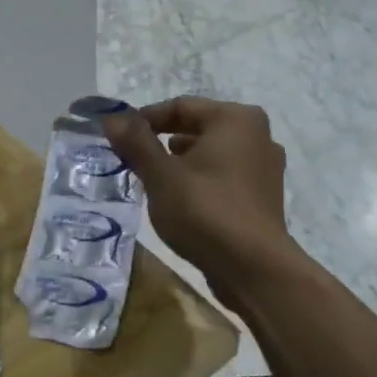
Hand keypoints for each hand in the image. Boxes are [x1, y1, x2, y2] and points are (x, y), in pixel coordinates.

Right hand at [101, 98, 291, 305]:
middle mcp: (257, 134)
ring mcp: (265, 167)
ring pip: (211, 153)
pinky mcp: (263, 196)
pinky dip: (200, 179)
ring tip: (152, 180)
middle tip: (132, 160)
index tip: (118, 138)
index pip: (180, 106)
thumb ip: (136, 143)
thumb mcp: (161, 175)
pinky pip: (224, 175)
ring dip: (181, 162)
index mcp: (235, 119)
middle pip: (197, 127)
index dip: (145, 120)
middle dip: (162, 141)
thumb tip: (112, 117)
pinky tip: (180, 200)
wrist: (255, 270)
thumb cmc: (206, 212)